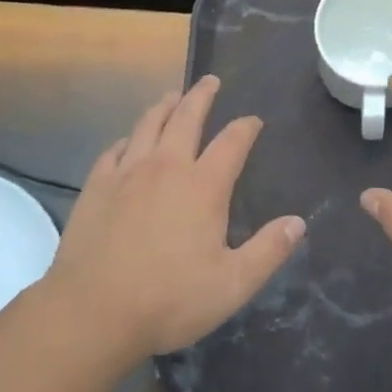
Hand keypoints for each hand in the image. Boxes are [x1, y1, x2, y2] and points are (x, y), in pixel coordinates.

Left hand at [45, 75, 304, 358]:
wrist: (94, 311)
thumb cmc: (169, 300)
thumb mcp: (232, 285)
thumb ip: (268, 251)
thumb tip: (298, 222)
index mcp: (203, 186)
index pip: (232, 142)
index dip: (245, 127)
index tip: (253, 120)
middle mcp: (166, 166)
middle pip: (187, 117)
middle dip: (202, 96)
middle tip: (210, 80)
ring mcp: (127, 172)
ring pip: (149, 124)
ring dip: (164, 105)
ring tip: (172, 95)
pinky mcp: (97, 185)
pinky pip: (114, 149)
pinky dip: (127, 138)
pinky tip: (128, 140)